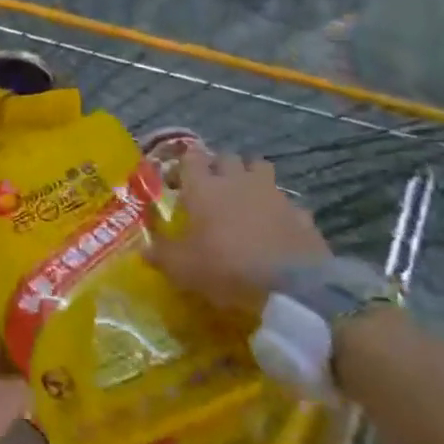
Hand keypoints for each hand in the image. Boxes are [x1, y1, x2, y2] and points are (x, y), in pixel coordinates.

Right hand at [148, 148, 330, 312]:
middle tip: (210, 189)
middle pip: (226, 157)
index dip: (182, 166)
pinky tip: (276, 228)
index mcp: (203, 186)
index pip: (190, 157)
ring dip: (251, 176)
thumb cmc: (224, 267)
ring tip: (245, 198)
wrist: (291, 285)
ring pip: (260, 168)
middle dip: (218, 167)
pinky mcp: (301, 214)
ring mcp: (273, 194)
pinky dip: (279, 210)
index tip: (176, 183)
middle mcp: (237, 181)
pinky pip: (287, 203)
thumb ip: (160, 253)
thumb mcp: (180, 267)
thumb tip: (143, 249)